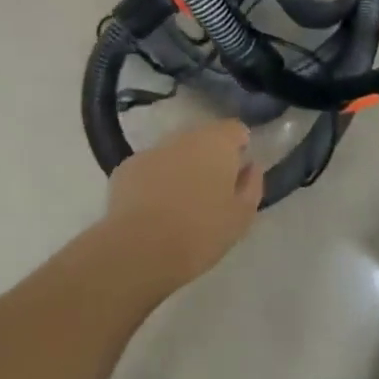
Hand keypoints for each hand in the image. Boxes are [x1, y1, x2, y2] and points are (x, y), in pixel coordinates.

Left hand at [104, 120, 263, 289]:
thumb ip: (251, 185)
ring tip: (180, 205)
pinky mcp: (127, 167)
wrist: (141, 249)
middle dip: (208, 158)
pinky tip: (152, 210)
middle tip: (210, 193)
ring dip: (180, 169)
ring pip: (174, 153)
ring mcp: (152, 149)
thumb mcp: (241, 217)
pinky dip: (154, 181)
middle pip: (203, 139)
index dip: (239, 147)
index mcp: (217, 143)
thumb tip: (250, 167)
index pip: (235, 129)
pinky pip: (149, 168)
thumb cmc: (201, 232)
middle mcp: (184, 137)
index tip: (237, 173)